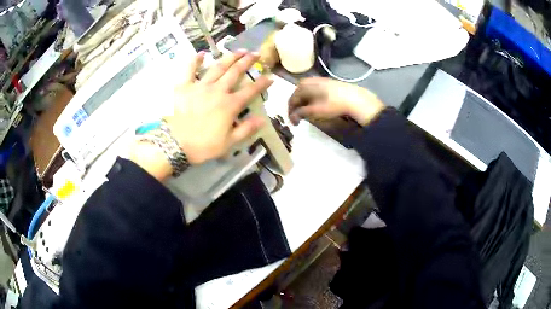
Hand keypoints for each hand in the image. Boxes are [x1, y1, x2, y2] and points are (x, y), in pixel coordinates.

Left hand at [165, 50, 272, 164]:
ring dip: (230, 57)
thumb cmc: (202, 146)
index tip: (270, 77)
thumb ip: (246, 129)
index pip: (250, 91)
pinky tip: (201, 53)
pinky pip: (190, 69)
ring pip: (218, 67)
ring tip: (239, 50)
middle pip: (235, 72)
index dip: (262, 83)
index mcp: (229, 105)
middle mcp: (218, 91)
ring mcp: (200, 86)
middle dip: (247, 62)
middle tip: (256, 54)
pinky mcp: (184, 86)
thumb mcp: (228, 143)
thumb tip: (262, 119)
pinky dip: (195, 60)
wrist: (175, 144)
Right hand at [288, 77, 384, 125]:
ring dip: (305, 105)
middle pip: (298, 96)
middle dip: (298, 108)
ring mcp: (318, 80)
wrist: (353, 98)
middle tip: (300, 119)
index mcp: (302, 85)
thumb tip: (292, 117)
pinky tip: (317, 107)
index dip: (291, 113)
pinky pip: (314, 92)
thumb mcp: (314, 111)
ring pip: (306, 94)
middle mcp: (308, 80)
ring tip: (309, 115)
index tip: (294, 124)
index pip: (291, 100)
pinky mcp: (326, 83)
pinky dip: (312, 101)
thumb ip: (300, 113)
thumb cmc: (331, 104)